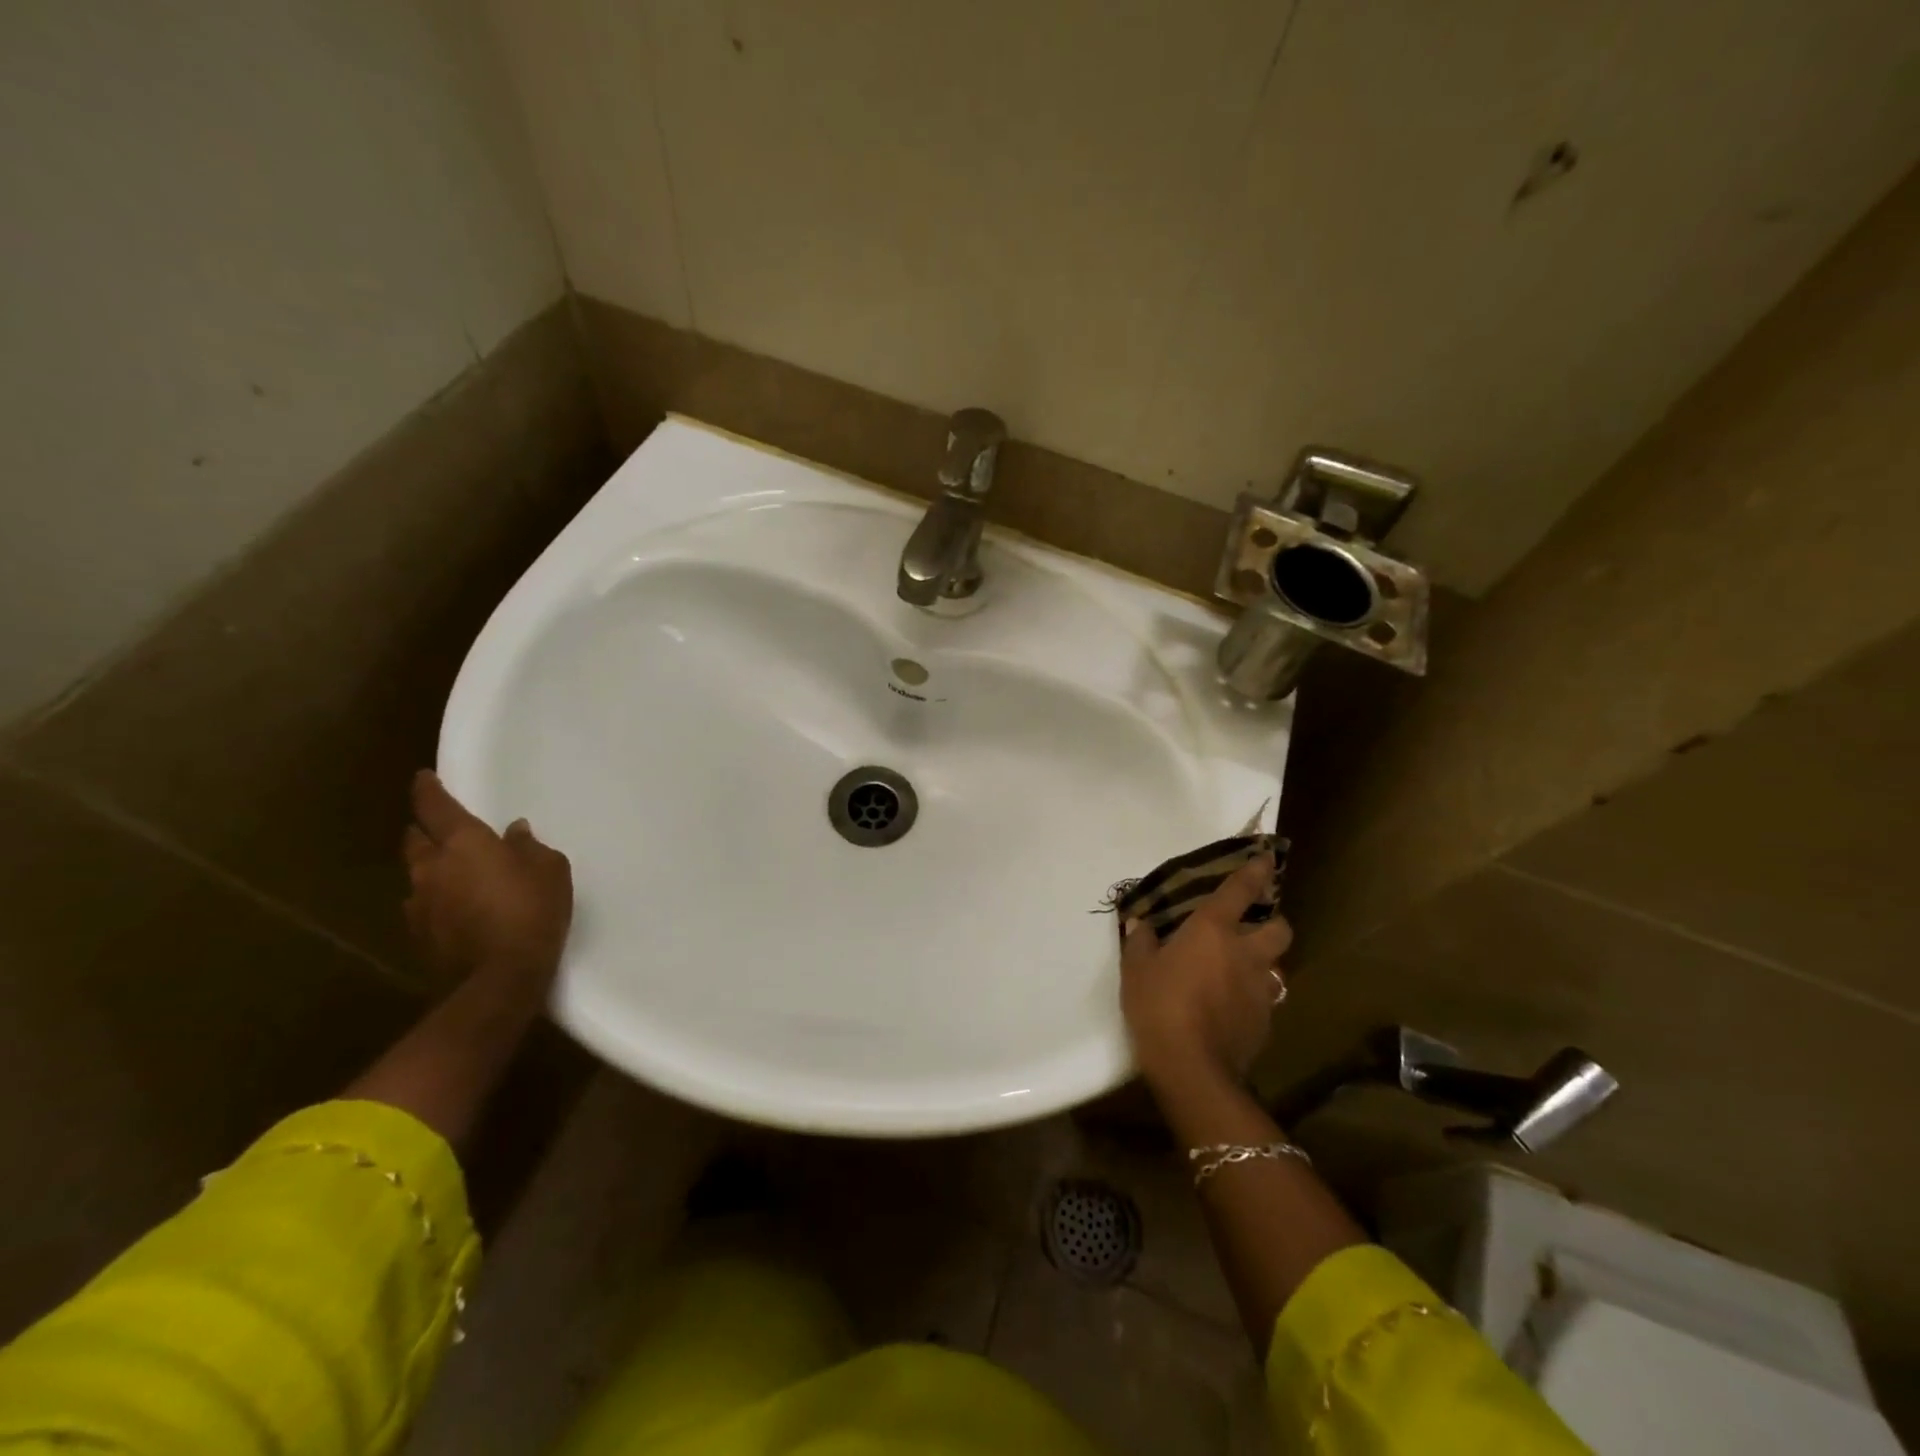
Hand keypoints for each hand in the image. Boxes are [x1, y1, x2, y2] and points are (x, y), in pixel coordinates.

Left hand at [402, 770, 572, 988]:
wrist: (499, 978)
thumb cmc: (531, 910)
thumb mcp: (549, 870)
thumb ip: (529, 846)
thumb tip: (514, 832)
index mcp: (462, 843)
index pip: (434, 806)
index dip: (427, 789)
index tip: (423, 778)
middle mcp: (431, 868)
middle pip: (415, 839)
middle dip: (425, 830)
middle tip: (441, 829)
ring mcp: (419, 904)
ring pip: (416, 874)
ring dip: (430, 868)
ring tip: (453, 873)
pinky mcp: (418, 936)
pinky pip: (422, 906)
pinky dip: (436, 900)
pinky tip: (455, 908)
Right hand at [1120, 855, 1291, 1089]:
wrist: (1192, 1068)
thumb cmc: (1158, 1005)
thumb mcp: (1135, 969)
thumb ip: (1140, 941)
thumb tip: (1141, 922)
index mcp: (1213, 930)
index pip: (1241, 890)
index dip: (1255, 871)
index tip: (1266, 857)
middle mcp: (1245, 953)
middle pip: (1280, 927)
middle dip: (1273, 921)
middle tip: (1254, 925)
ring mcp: (1260, 988)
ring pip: (1277, 964)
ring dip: (1265, 960)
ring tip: (1243, 968)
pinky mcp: (1265, 1021)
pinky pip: (1267, 998)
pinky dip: (1255, 994)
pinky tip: (1234, 1005)